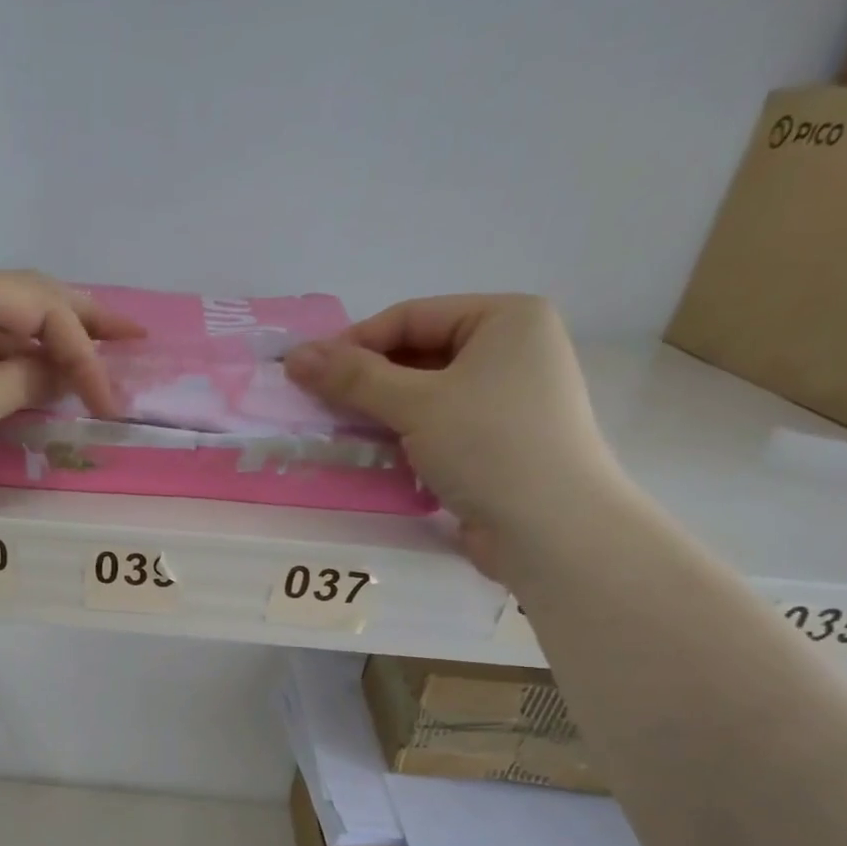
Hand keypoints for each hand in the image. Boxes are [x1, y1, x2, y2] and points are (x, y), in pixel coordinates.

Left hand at [0, 259, 144, 510]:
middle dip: (80, 325)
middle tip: (133, 337)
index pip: (41, 306)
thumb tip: (64, 371)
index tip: (111, 400)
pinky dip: (13, 365)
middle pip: (25, 302)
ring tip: (96, 360)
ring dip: (48, 347)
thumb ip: (28, 378)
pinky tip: (41, 377)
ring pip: (3, 327)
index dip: (85, 350)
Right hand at [283, 294, 625, 575]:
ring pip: (423, 395)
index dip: (356, 343)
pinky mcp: (495, 442)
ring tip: (336, 432)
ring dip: (378, 413)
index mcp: (506, 319)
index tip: (308, 374)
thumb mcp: (416, 404)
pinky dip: (402, 436)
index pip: (412, 317)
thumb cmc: (490, 446)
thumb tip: (295, 356)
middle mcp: (511, 350)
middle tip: (317, 406)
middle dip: (366, 382)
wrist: (551, 529)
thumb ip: (354, 378)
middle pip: (417, 355)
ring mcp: (505, 399)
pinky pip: (436, 426)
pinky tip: (371, 454)